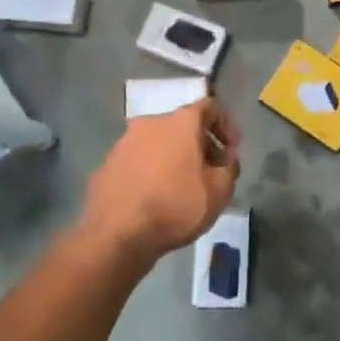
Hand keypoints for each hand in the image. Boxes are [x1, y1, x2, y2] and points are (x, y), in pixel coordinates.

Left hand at [83, 100, 240, 265]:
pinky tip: (155, 198)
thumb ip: (230, 168)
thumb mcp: (219, 191)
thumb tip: (226, 158)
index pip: (210, 107)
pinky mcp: (107, 163)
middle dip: (201, 145)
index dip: (226, 125)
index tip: (232, 150)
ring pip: (159, 143)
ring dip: (174, 158)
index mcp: (181, 122)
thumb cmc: (175, 206)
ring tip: (182, 188)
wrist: (115, 234)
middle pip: (183, 125)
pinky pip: (138, 161)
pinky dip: (151, 171)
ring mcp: (124, 142)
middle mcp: (151, 122)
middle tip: (210, 172)